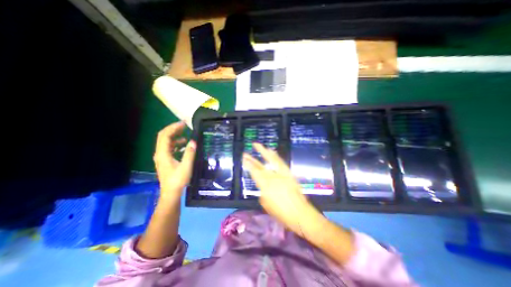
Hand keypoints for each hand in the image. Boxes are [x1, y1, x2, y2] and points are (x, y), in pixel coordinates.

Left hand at [152, 122, 195, 200]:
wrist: (172, 194)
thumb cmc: (178, 181)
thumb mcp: (186, 166)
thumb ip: (189, 153)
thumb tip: (193, 141)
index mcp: (163, 153)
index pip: (165, 135)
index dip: (173, 127)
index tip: (184, 124)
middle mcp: (160, 154)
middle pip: (163, 137)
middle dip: (173, 129)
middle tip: (184, 126)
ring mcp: (162, 157)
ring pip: (166, 142)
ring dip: (175, 136)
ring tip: (185, 134)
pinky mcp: (165, 161)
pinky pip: (169, 148)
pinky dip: (176, 144)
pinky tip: (184, 145)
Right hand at [243, 143, 315, 233]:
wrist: (300, 214)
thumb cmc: (281, 213)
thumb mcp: (266, 205)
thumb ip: (263, 193)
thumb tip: (263, 187)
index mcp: (265, 186)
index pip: (254, 172)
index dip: (248, 165)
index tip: (243, 159)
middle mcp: (272, 177)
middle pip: (260, 166)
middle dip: (252, 159)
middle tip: (245, 153)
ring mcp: (281, 174)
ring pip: (271, 160)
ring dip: (264, 152)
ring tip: (258, 145)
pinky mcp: (289, 173)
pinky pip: (281, 163)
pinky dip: (276, 156)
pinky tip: (272, 151)